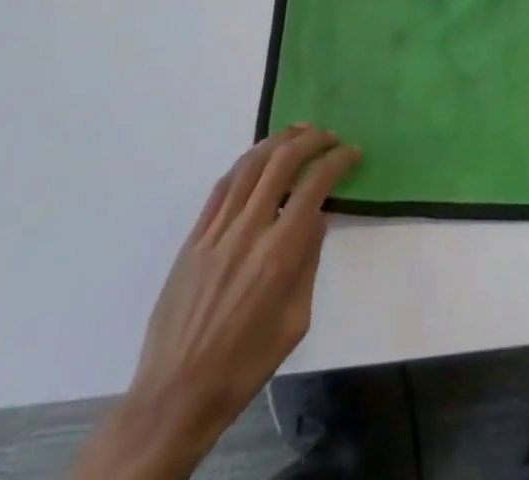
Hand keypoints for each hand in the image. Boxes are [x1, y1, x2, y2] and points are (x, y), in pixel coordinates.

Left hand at [73, 126, 360, 479]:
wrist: (175, 395)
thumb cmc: (244, 366)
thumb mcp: (294, 322)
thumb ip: (308, 263)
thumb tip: (317, 218)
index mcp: (279, 254)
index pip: (314, 186)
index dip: (337, 161)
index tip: (353, 153)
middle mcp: (249, 230)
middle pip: (282, 162)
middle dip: (311, 140)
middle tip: (329, 136)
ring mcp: (217, 230)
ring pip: (250, 165)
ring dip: (278, 141)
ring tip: (299, 132)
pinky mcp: (194, 237)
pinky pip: (222, 186)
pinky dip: (245, 164)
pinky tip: (258, 159)